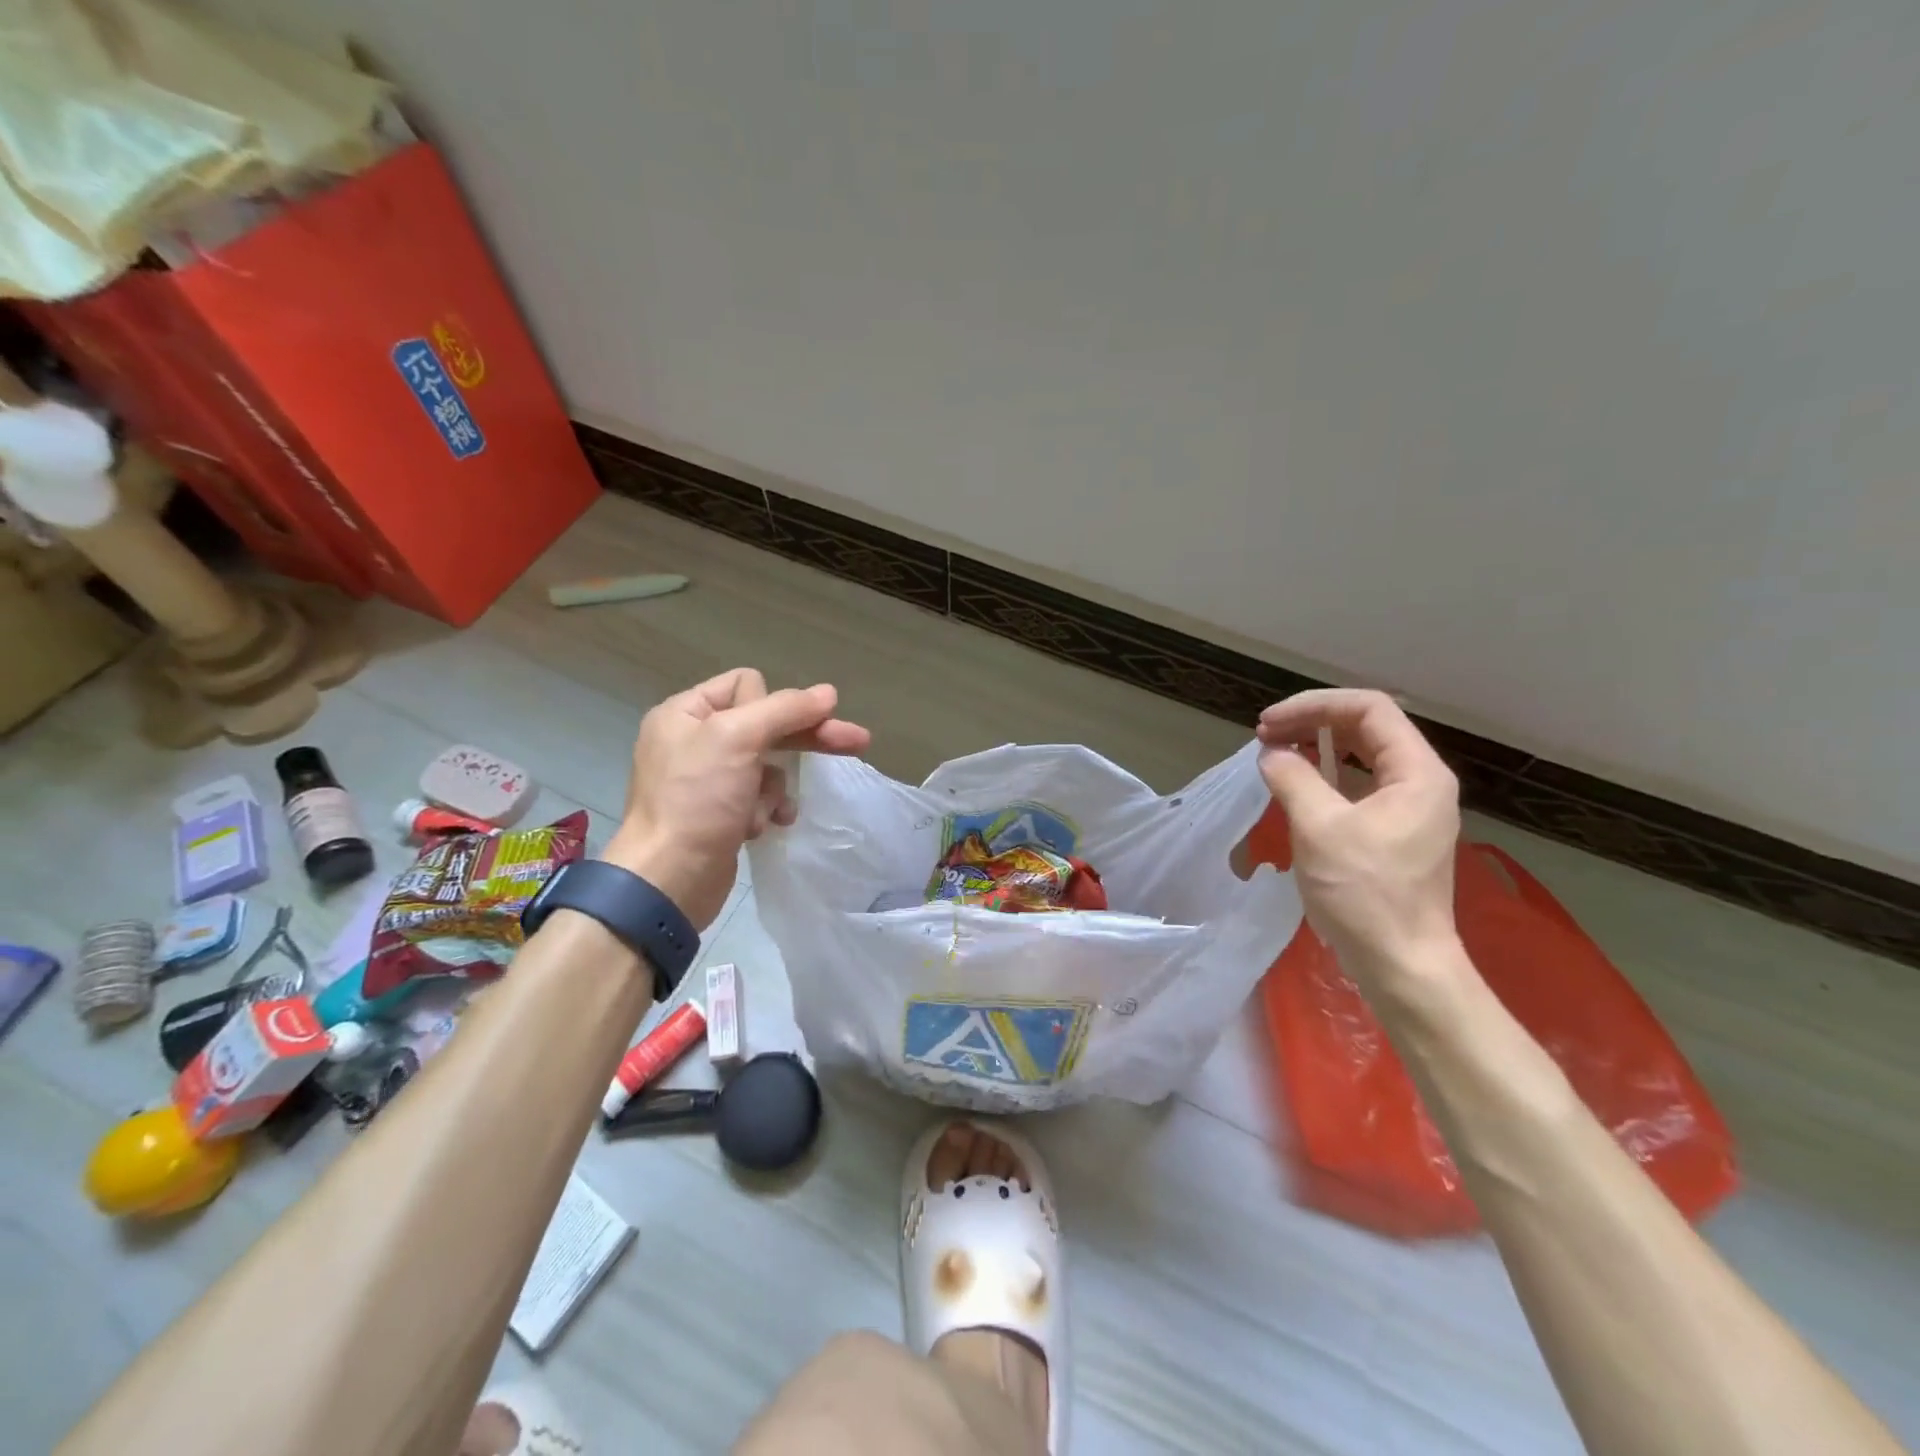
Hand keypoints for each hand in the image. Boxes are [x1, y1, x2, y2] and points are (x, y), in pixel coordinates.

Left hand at [605, 668, 870, 929]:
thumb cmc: (696, 800)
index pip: (746, 684)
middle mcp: (694, 740)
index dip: (772, 705)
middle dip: (805, 738)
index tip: (781, 730)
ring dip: (775, 787)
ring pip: (768, 764)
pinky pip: (760, 797)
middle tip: (857, 742)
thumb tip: (829, 693)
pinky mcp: (720, 812)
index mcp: (685, 713)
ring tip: (766, 811)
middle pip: (765, 724)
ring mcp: (707, 779)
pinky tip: (764, 827)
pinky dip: (767, 809)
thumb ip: (785, 709)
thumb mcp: (737, 739)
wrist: (668, 880)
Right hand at [1255, 689, 1460, 990]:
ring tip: (1275, 753)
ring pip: (1362, 757)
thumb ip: (1293, 778)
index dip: (1314, 706)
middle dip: (1313, 722)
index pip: (1369, 709)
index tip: (1269, 724)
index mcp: (1417, 772)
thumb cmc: (1365, 893)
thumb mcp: (1320, 827)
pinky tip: (1297, 785)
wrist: (1401, 964)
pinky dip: (1325, 776)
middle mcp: (1421, 782)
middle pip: (1367, 728)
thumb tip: (1271, 754)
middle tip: (1265, 736)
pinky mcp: (1395, 833)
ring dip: (1317, 747)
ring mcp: (1410, 809)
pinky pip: (1358, 786)